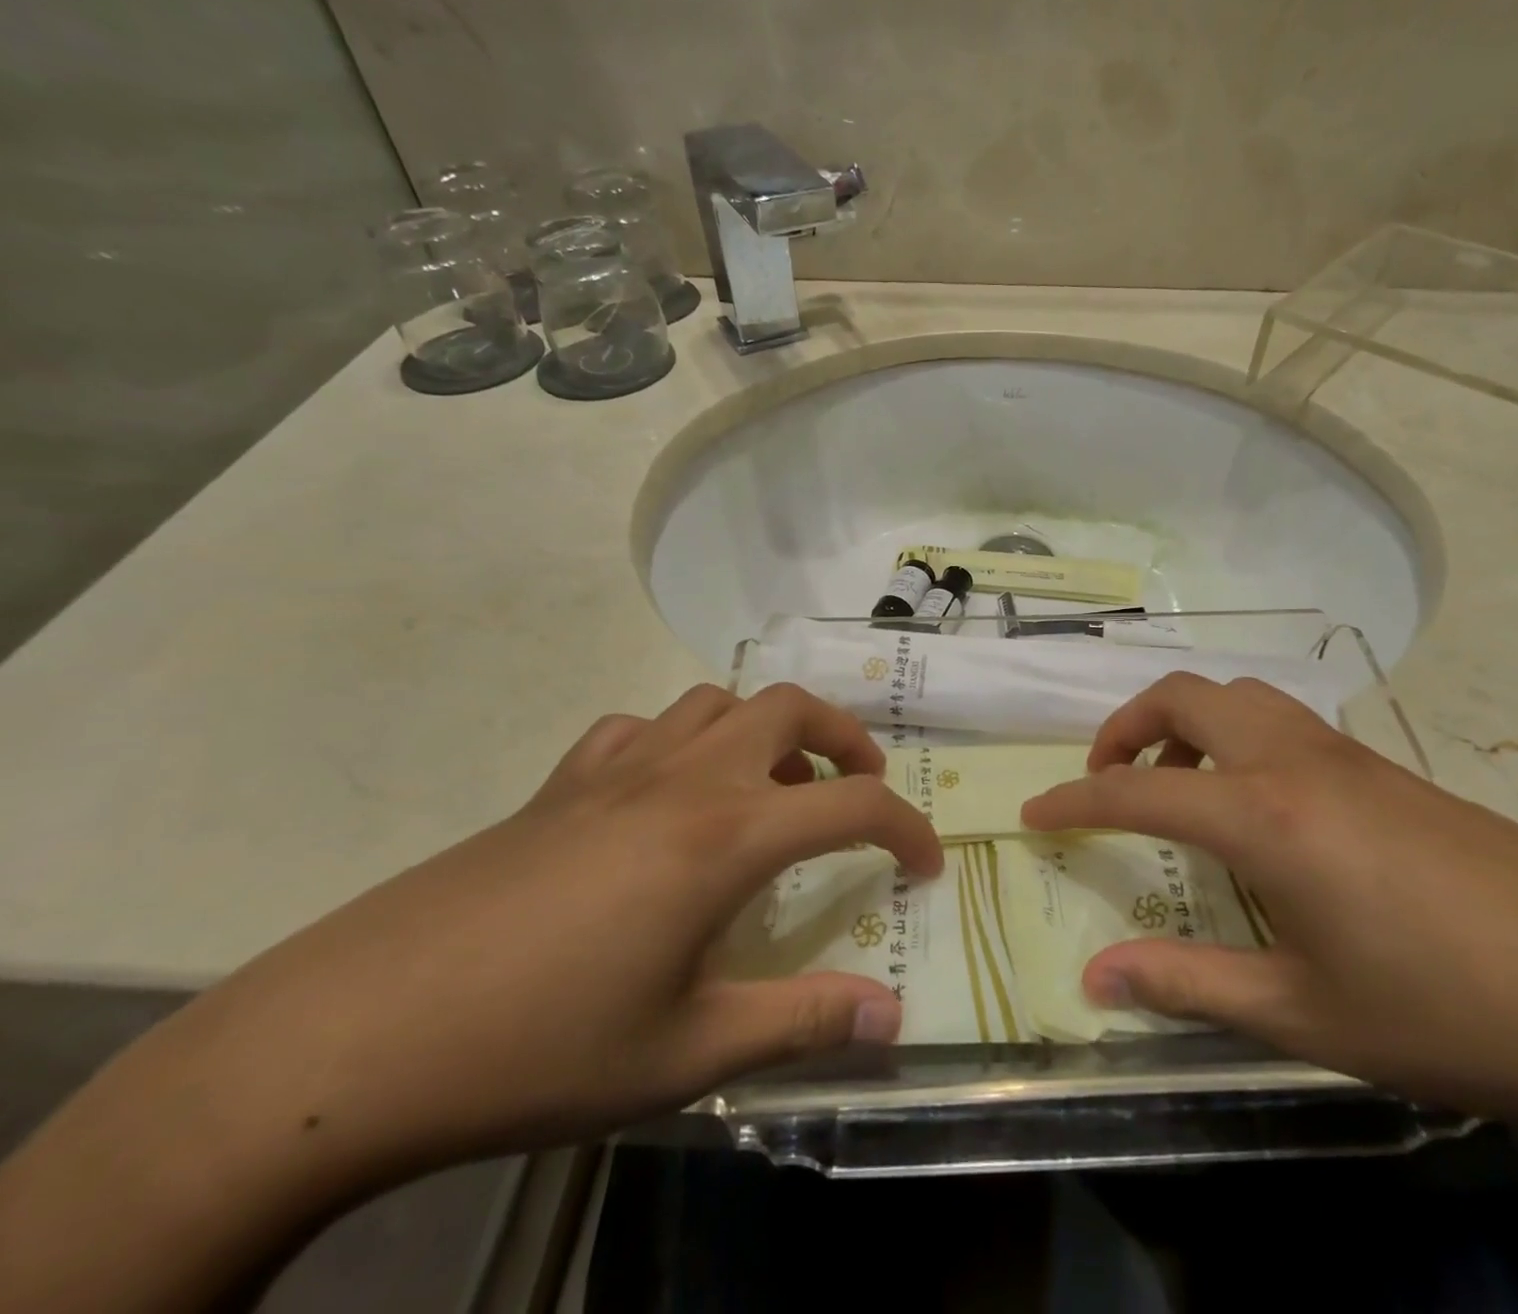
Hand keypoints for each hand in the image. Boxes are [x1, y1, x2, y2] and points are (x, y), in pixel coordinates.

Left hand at [208, 685, 942, 1170]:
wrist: (354, 1038)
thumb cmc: (541, 1046)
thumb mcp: (687, 1052)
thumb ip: (800, 1022)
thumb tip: (889, 1018)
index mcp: (726, 836)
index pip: (853, 806)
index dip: (905, 830)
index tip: (926, 864)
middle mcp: (684, 779)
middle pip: (790, 709)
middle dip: (844, 739)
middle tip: (858, 789)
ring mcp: (617, 769)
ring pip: (717, 702)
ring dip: (763, 731)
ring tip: (769, 790)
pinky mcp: (561, 783)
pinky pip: (641, 729)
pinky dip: (680, 742)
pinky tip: (668, 796)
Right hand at [1019, 673, 1517, 1126]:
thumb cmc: (1449, 1011)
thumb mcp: (1303, 1012)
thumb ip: (1187, 984)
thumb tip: (1094, 980)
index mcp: (1264, 815)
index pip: (1137, 791)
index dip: (1075, 800)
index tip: (1034, 812)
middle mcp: (1295, 761)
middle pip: (1184, 695)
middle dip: (1126, 727)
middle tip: (1107, 781)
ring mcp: (1345, 755)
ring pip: (1237, 695)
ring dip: (1184, 724)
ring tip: (1177, 787)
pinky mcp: (1385, 768)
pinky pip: (1281, 721)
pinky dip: (1235, 738)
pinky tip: (1256, 809)